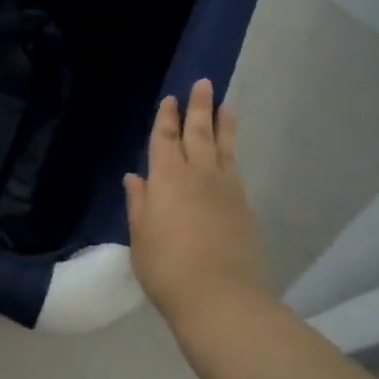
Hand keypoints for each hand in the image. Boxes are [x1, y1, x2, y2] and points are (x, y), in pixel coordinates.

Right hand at [123, 78, 267, 327]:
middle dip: (198, 108)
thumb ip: (139, 202)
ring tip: (226, 106)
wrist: (218, 294)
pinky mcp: (243, 206)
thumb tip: (135, 177)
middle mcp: (199, 175)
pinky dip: (230, 153)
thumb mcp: (140, 235)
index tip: (170, 100)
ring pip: (223, 147)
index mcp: (167, 179)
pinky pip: (234, 168)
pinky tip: (229, 153)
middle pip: (198, 134)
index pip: (166, 140)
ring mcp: (226, 189)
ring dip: (222, 125)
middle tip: (204, 84)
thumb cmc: (166, 266)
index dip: (166, 119)